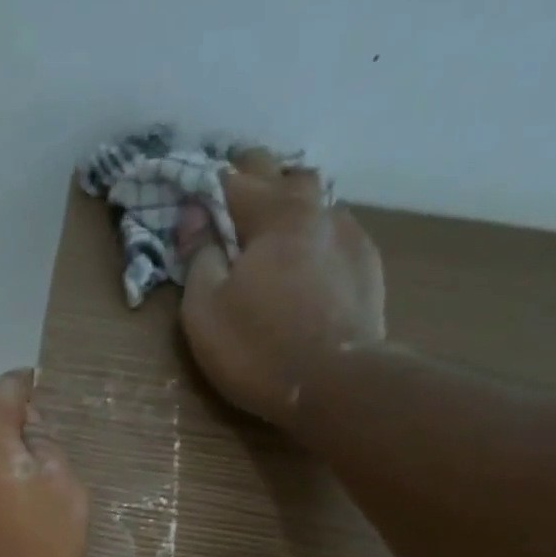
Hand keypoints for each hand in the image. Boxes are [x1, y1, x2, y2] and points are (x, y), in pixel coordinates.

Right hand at [177, 164, 386, 427]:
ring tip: (272, 233)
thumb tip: (193, 216)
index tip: (188, 209)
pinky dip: (314, 238)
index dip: (203, 189)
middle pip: (280, 173)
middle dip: (251, 180)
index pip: (230, 180)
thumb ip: (198, 257)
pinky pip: (334, 233)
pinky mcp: (366, 264)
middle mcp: (314, 209)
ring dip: (289, 206)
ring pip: (314, 199)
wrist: (336, 384)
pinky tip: (307, 264)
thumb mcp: (204, 311)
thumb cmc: (258, 349)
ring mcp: (347, 233)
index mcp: (271, 214)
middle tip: (229, 207)